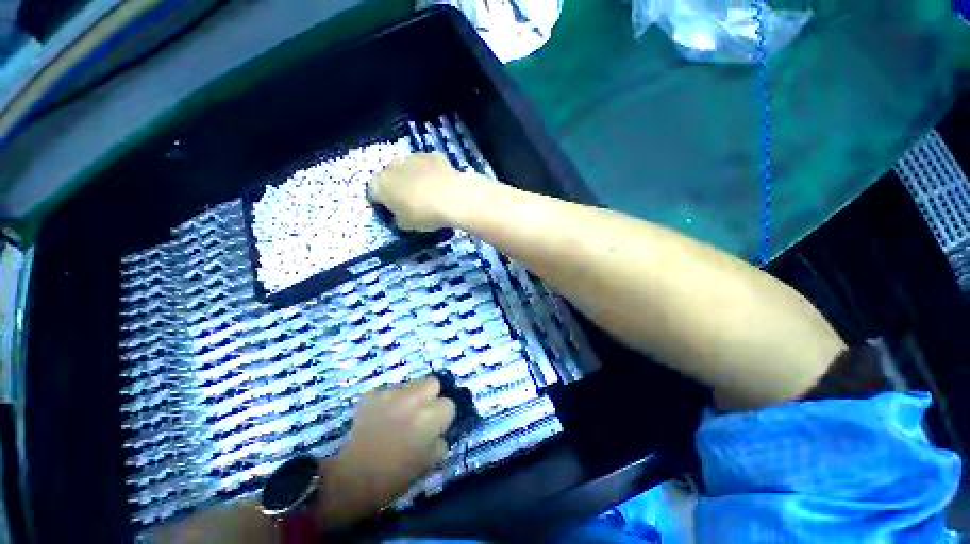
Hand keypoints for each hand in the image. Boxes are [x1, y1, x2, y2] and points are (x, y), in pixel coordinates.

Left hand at [323, 378, 455, 524]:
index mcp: (428, 418)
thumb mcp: (427, 464)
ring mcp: (390, 394)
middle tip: (421, 413)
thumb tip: (440, 431)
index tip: (436, 427)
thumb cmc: (393, 477)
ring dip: (410, 397)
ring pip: (411, 384)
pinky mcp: (372, 395)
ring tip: (399, 415)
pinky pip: (388, 391)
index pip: (449, 404)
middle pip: (433, 382)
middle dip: (431, 396)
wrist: (351, 479)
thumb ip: (439, 441)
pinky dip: (388, 401)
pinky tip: (381, 417)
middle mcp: (412, 399)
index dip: (443, 417)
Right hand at [369, 153, 478, 230]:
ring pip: (408, 168)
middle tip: (410, 201)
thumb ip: (399, 218)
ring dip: (414, 177)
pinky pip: (427, 165)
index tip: (392, 210)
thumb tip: (400, 216)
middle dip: (397, 187)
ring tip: (428, 192)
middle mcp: (392, 166)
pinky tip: (441, 184)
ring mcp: (413, 157)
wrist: (452, 197)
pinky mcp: (432, 154)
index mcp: (380, 184)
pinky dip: (431, 172)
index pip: (374, 193)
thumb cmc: (424, 214)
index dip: (382, 203)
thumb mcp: (406, 225)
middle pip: (390, 177)